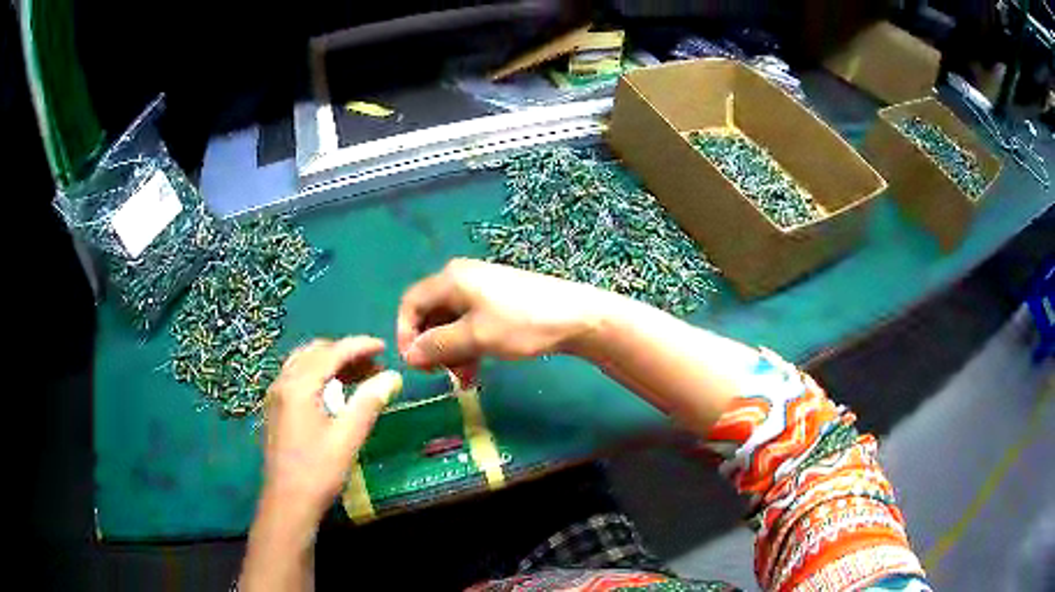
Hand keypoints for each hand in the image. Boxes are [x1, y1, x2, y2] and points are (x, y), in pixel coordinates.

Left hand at [261, 336, 401, 519]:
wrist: (287, 503)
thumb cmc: (318, 471)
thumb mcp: (347, 438)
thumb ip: (368, 402)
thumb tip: (392, 376)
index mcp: (298, 386)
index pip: (332, 353)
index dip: (359, 346)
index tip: (384, 347)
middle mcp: (283, 382)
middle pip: (315, 352)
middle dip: (345, 353)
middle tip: (374, 365)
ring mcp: (276, 395)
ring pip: (304, 363)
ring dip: (331, 362)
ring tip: (359, 375)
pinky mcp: (275, 409)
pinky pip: (297, 377)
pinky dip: (318, 374)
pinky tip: (334, 391)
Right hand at [397, 258, 613, 369]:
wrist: (576, 317)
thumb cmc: (521, 323)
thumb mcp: (474, 337)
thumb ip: (437, 345)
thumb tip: (408, 354)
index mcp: (451, 279)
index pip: (411, 303)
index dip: (406, 333)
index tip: (413, 364)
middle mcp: (461, 280)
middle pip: (430, 314)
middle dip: (431, 346)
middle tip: (438, 374)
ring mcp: (481, 291)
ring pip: (451, 323)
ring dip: (450, 352)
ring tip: (462, 380)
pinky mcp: (497, 303)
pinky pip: (470, 325)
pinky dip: (468, 347)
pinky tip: (475, 371)